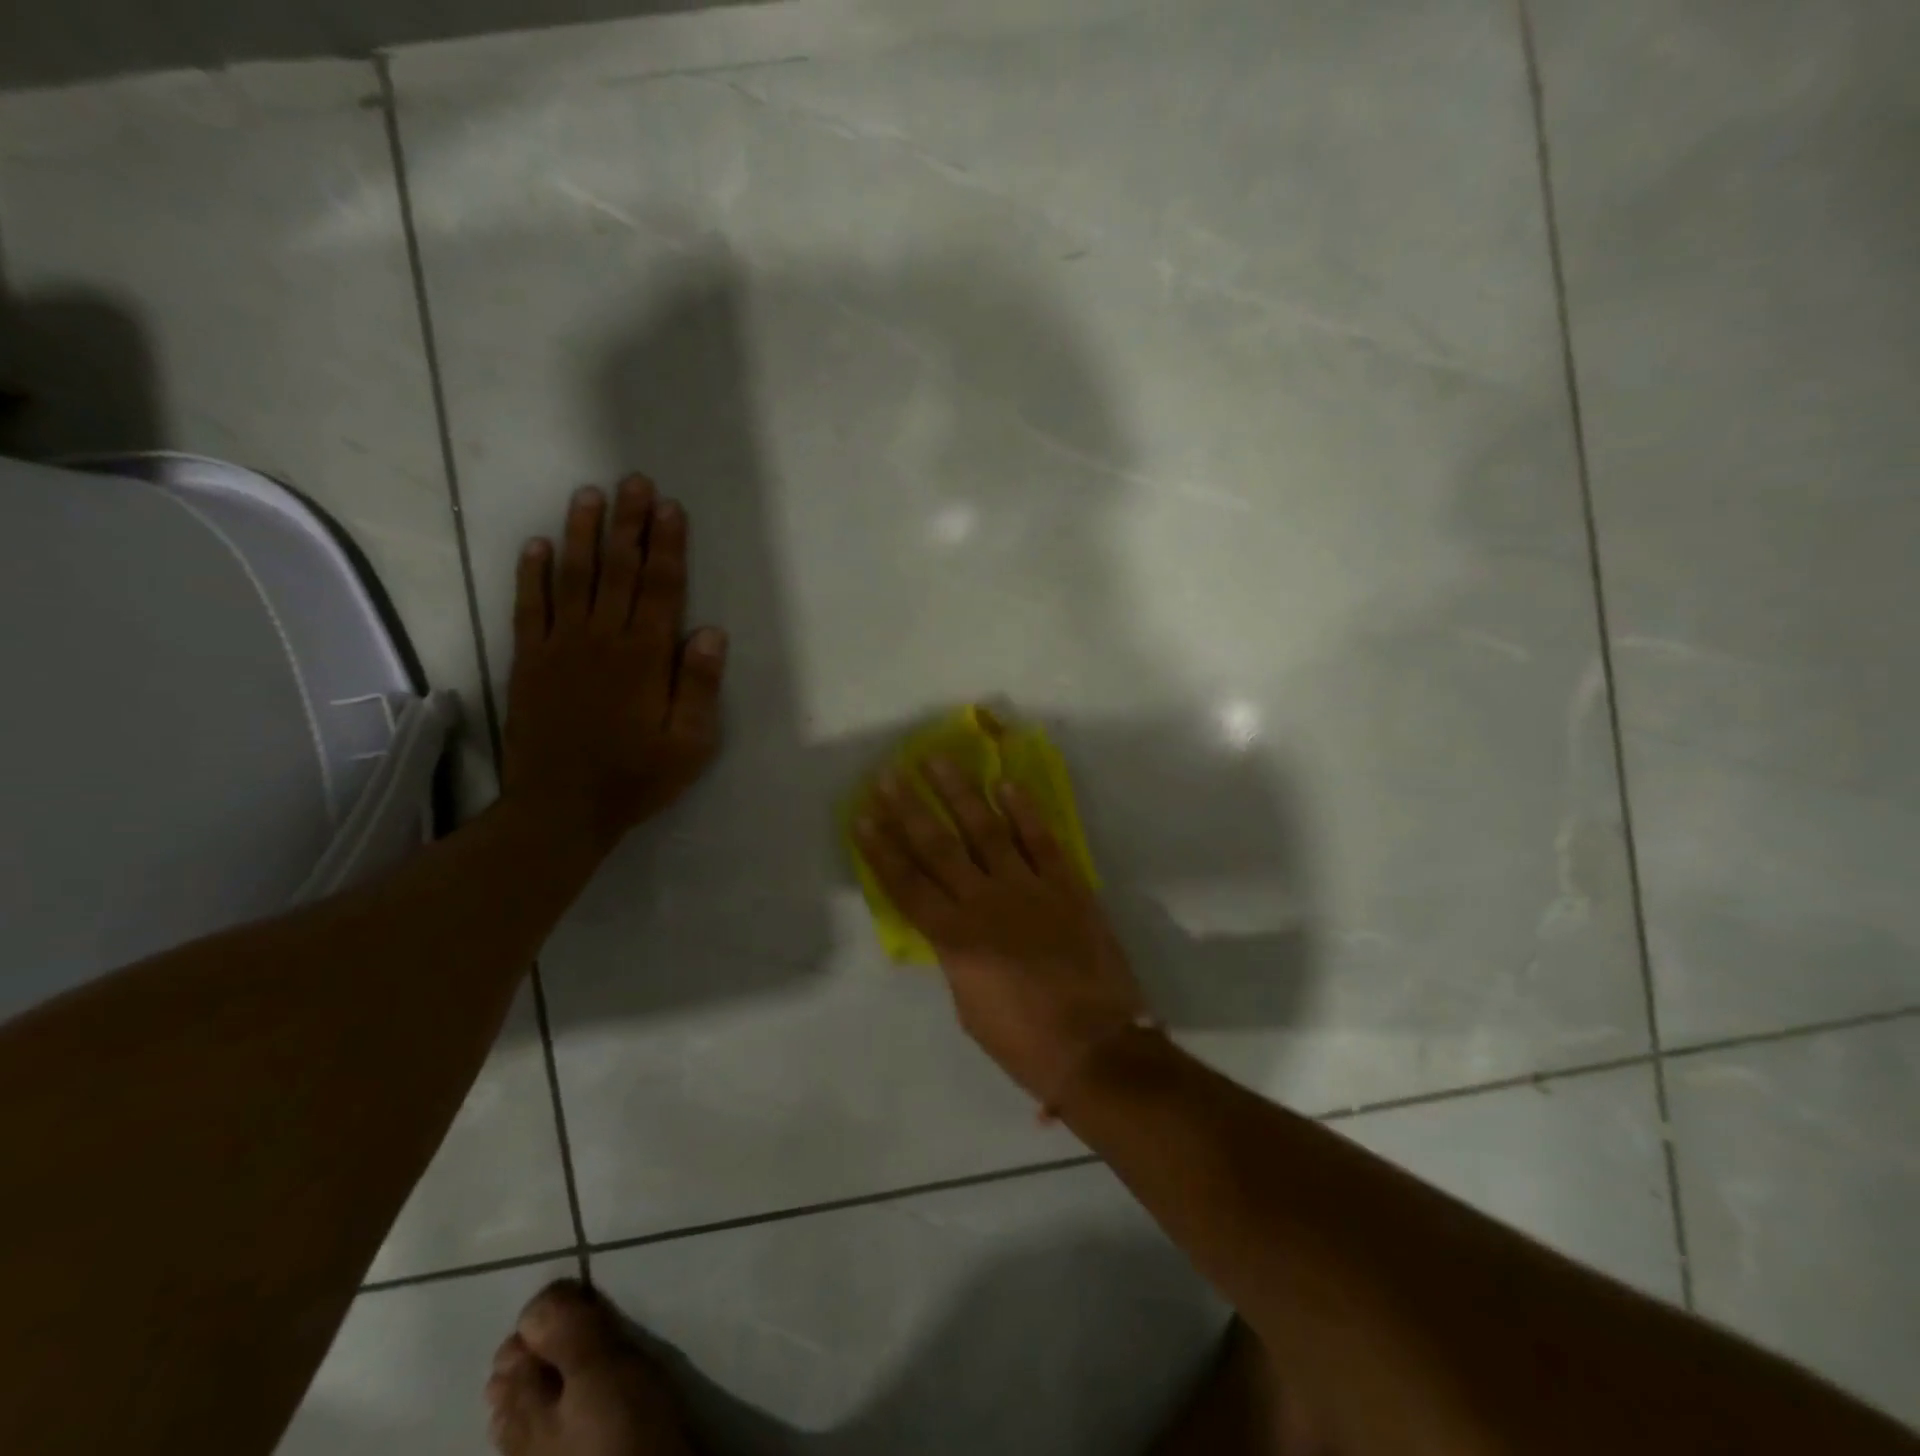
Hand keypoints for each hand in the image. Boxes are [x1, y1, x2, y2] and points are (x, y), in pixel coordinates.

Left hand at [503, 476, 725, 853]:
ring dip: (582, 534)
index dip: (667, 545)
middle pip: (619, 570)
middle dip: (629, 524)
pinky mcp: (529, 660)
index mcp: (644, 657)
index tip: (670, 507)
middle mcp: (602, 639)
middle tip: (634, 481)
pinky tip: (536, 544)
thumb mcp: (689, 744)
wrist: (561, 808)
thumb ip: (699, 686)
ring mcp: (560, 646)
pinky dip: (531, 573)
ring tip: (589, 494)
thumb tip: (710, 631)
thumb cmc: (636, 777)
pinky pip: (529, 606)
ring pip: (573, 577)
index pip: (661, 588)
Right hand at [855, 758, 1147, 1105]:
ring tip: (938, 760)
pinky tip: (1005, 783)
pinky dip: (1024, 810)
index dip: (881, 849)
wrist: (1095, 1046)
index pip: (907, 884)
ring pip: (986, 830)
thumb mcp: (969, 1004)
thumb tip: (952, 924)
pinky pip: (1041, 839)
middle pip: (938, 846)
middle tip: (890, 773)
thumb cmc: (1024, 1041)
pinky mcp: (1067, 885)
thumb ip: (956, 955)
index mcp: (955, 939)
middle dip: (910, 808)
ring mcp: (1029, 888)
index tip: (862, 816)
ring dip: (959, 792)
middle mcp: (985, 902)